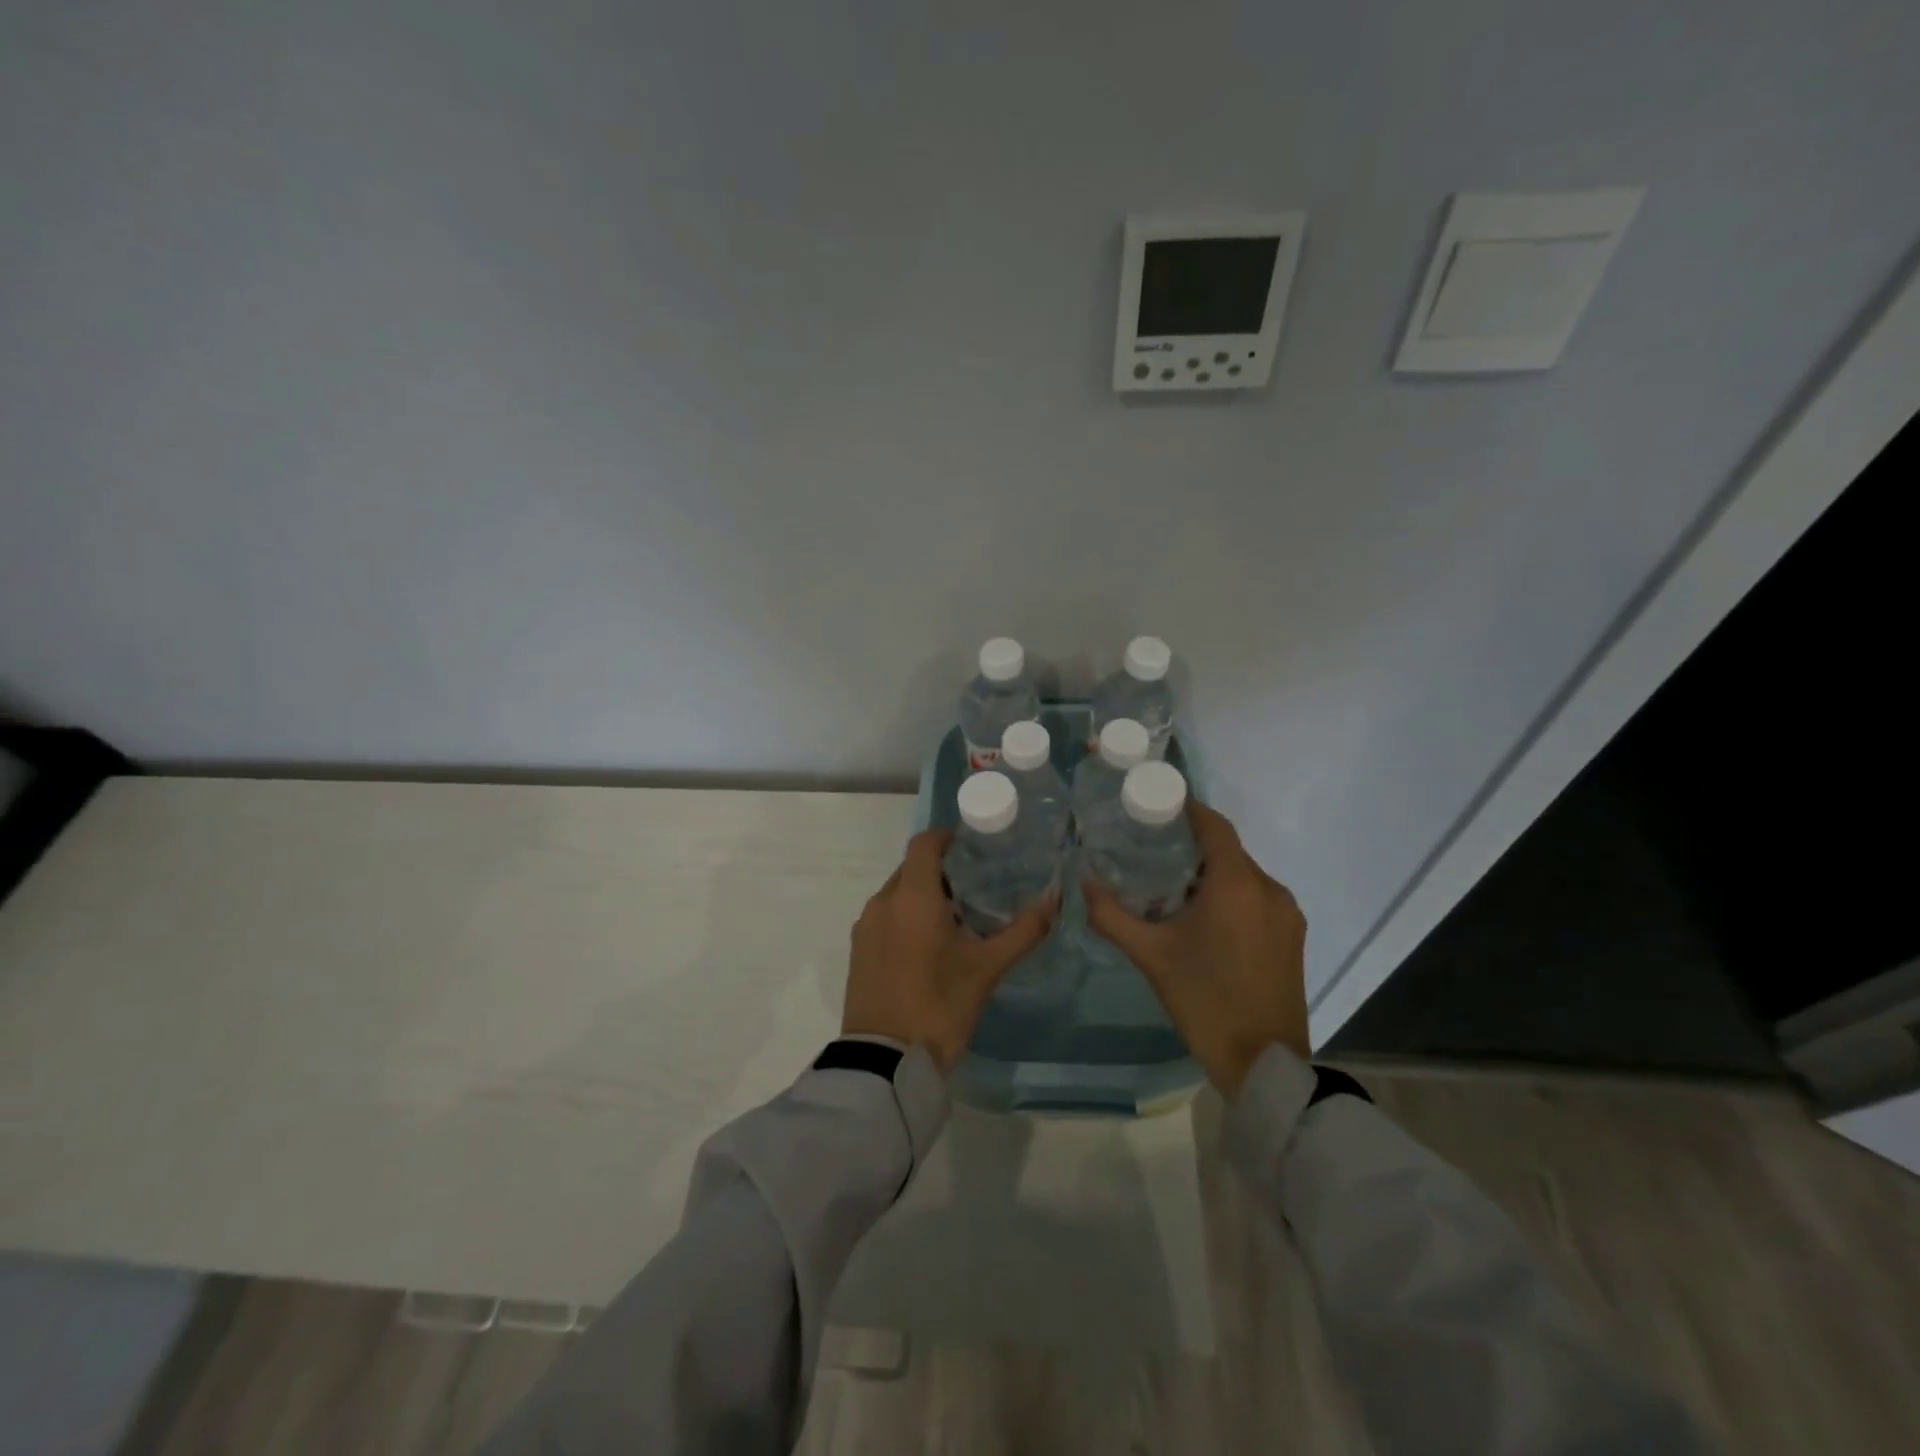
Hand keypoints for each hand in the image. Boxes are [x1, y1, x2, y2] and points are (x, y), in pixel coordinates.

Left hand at [842, 829, 1054, 1073]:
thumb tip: (1055, 899)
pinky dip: (907, 917)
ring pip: (898, 894)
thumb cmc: (940, 1006)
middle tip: (977, 886)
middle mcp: (883, 902)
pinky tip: (930, 945)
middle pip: (912, 868)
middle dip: (942, 870)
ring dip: (924, 895)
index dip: (948, 837)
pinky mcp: (858, 951)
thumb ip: (1024, 930)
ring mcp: (866, 927)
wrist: (885, 1062)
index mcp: (912, 896)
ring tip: (957, 919)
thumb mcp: (988, 968)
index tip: (975, 846)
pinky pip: (885, 917)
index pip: (925, 843)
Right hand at [1083, 802, 1309, 1097]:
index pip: (1213, 825)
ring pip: (1243, 876)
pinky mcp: (1293, 937)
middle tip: (1150, 850)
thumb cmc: (1204, 1001)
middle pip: (1227, 850)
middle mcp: (1269, 888)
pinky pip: (1257, 899)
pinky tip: (1204, 918)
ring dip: (1211, 874)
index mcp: (1237, 884)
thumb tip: (1083, 883)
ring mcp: (1286, 914)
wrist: (1263, 1064)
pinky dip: (1231, 896)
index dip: (1186, 809)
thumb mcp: (1151, 956)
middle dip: (1191, 846)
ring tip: (1171, 886)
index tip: (1154, 807)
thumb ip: (1112, 915)